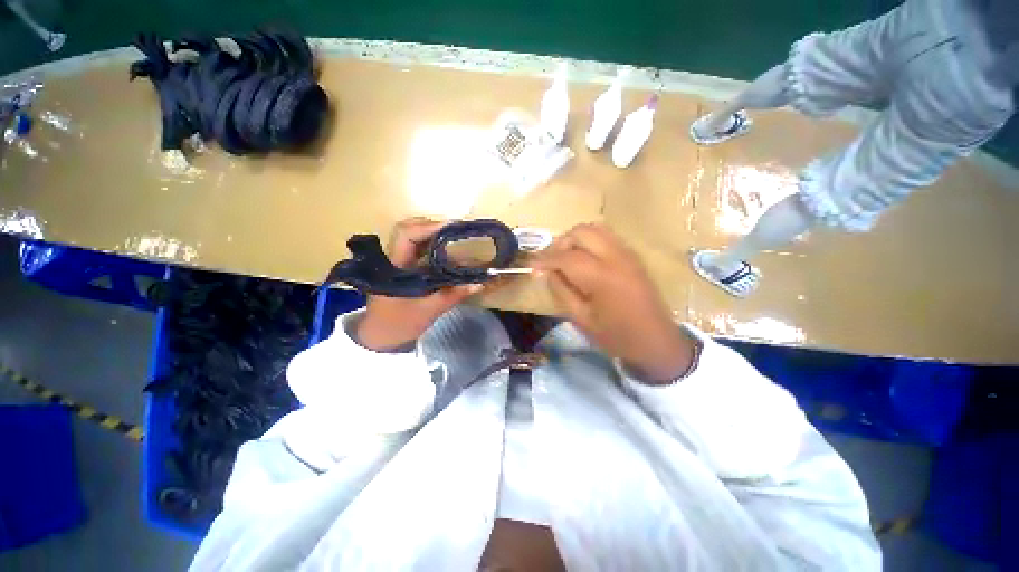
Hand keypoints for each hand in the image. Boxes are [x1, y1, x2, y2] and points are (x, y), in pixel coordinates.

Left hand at [356, 218, 483, 350]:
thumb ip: (454, 295)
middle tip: (456, 231)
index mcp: (394, 266)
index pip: (406, 235)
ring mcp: (397, 263)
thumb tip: (479, 283)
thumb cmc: (399, 325)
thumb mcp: (429, 310)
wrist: (379, 338)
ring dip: (435, 237)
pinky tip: (449, 255)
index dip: (428, 227)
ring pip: (414, 240)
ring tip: (457, 239)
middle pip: (409, 231)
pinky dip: (435, 250)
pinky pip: (419, 252)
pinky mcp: (403, 269)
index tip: (452, 227)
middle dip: (433, 227)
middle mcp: (393, 259)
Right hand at [532, 223, 695, 382]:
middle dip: (560, 243)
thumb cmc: (616, 336)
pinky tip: (585, 259)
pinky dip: (590, 241)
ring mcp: (627, 253)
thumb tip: (549, 271)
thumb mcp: (581, 319)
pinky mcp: (633, 255)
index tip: (531, 265)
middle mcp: (616, 257)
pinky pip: (606, 236)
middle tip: (551, 261)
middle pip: (581, 232)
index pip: (566, 256)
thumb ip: (561, 291)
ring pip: (595, 229)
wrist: (656, 342)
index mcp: (602, 276)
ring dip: (575, 239)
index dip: (545, 258)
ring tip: (566, 258)